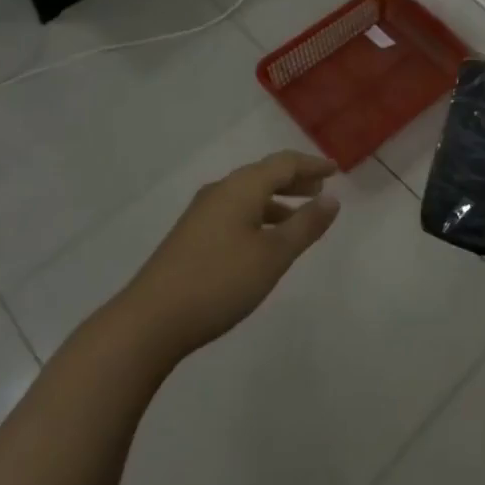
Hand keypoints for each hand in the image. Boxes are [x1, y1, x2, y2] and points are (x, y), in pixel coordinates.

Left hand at [121, 151, 340, 360]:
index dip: (311, 165)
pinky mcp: (191, 236)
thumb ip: (305, 225)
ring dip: (276, 200)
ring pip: (248, 195)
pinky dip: (258, 216)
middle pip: (264, 175)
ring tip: (298, 218)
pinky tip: (263, 241)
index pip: (284, 163)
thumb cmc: (219, 282)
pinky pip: (235, 212)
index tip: (335, 170)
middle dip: (294, 180)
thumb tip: (331, 198)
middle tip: (320, 188)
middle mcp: (221, 191)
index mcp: (241, 187)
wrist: (150, 321)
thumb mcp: (273, 255)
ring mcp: (202, 213)